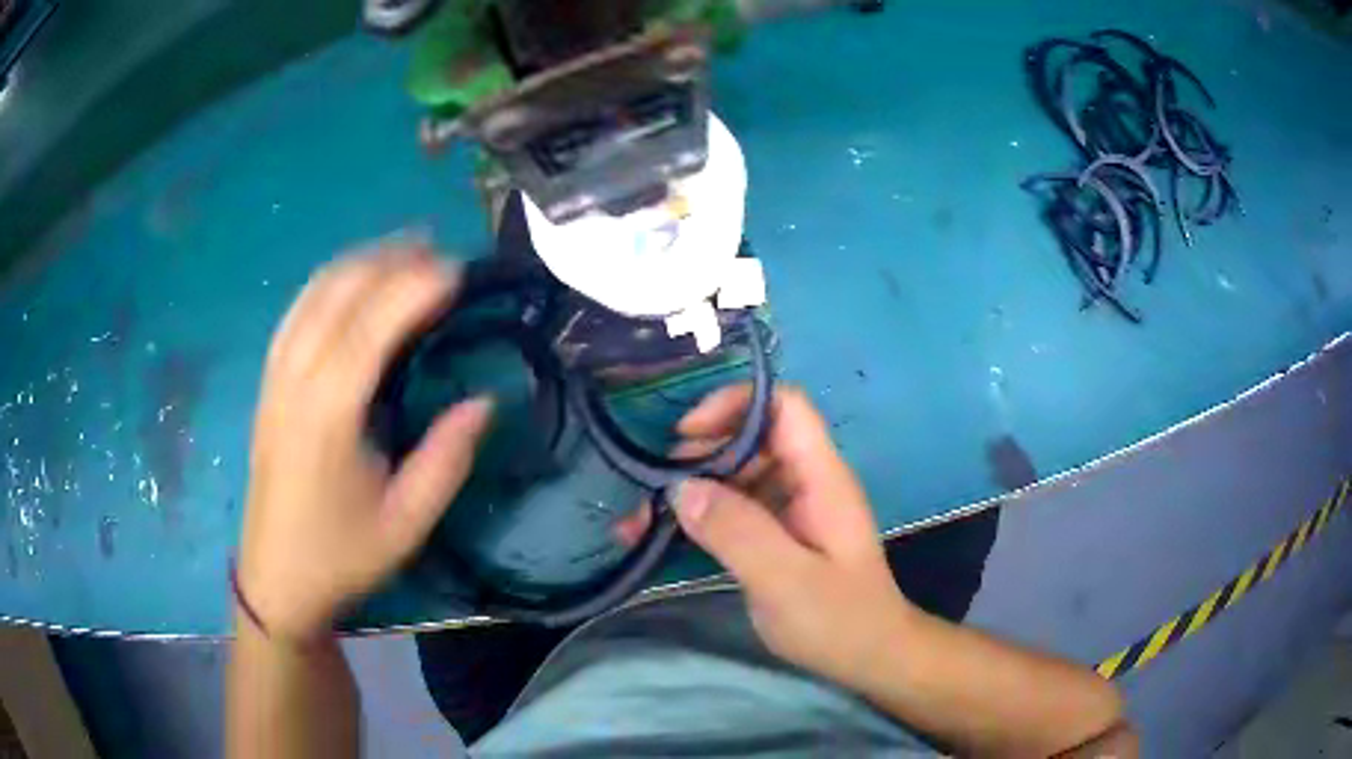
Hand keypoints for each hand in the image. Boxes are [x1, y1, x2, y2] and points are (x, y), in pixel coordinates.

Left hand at [237, 245, 493, 641]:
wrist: (276, 580)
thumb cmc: (343, 556)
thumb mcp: (407, 523)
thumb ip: (446, 459)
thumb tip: (484, 402)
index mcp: (329, 415)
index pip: (371, 327)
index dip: (414, 288)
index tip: (456, 270)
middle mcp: (295, 382)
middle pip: (339, 295)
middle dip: (390, 262)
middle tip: (439, 254)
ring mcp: (275, 378)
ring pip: (313, 295)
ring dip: (359, 263)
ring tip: (402, 252)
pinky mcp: (268, 384)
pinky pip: (295, 313)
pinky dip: (328, 284)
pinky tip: (351, 281)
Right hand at [669, 385, 917, 685]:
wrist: (870, 657)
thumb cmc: (838, 619)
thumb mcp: (785, 579)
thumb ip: (736, 530)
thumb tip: (680, 487)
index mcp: (821, 477)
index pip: (785, 406)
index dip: (735, 406)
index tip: (685, 436)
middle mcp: (808, 482)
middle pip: (752, 438)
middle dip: (699, 455)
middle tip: (655, 492)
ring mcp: (793, 508)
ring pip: (738, 474)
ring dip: (692, 489)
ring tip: (643, 520)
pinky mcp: (779, 535)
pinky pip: (735, 508)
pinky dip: (700, 516)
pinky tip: (663, 537)